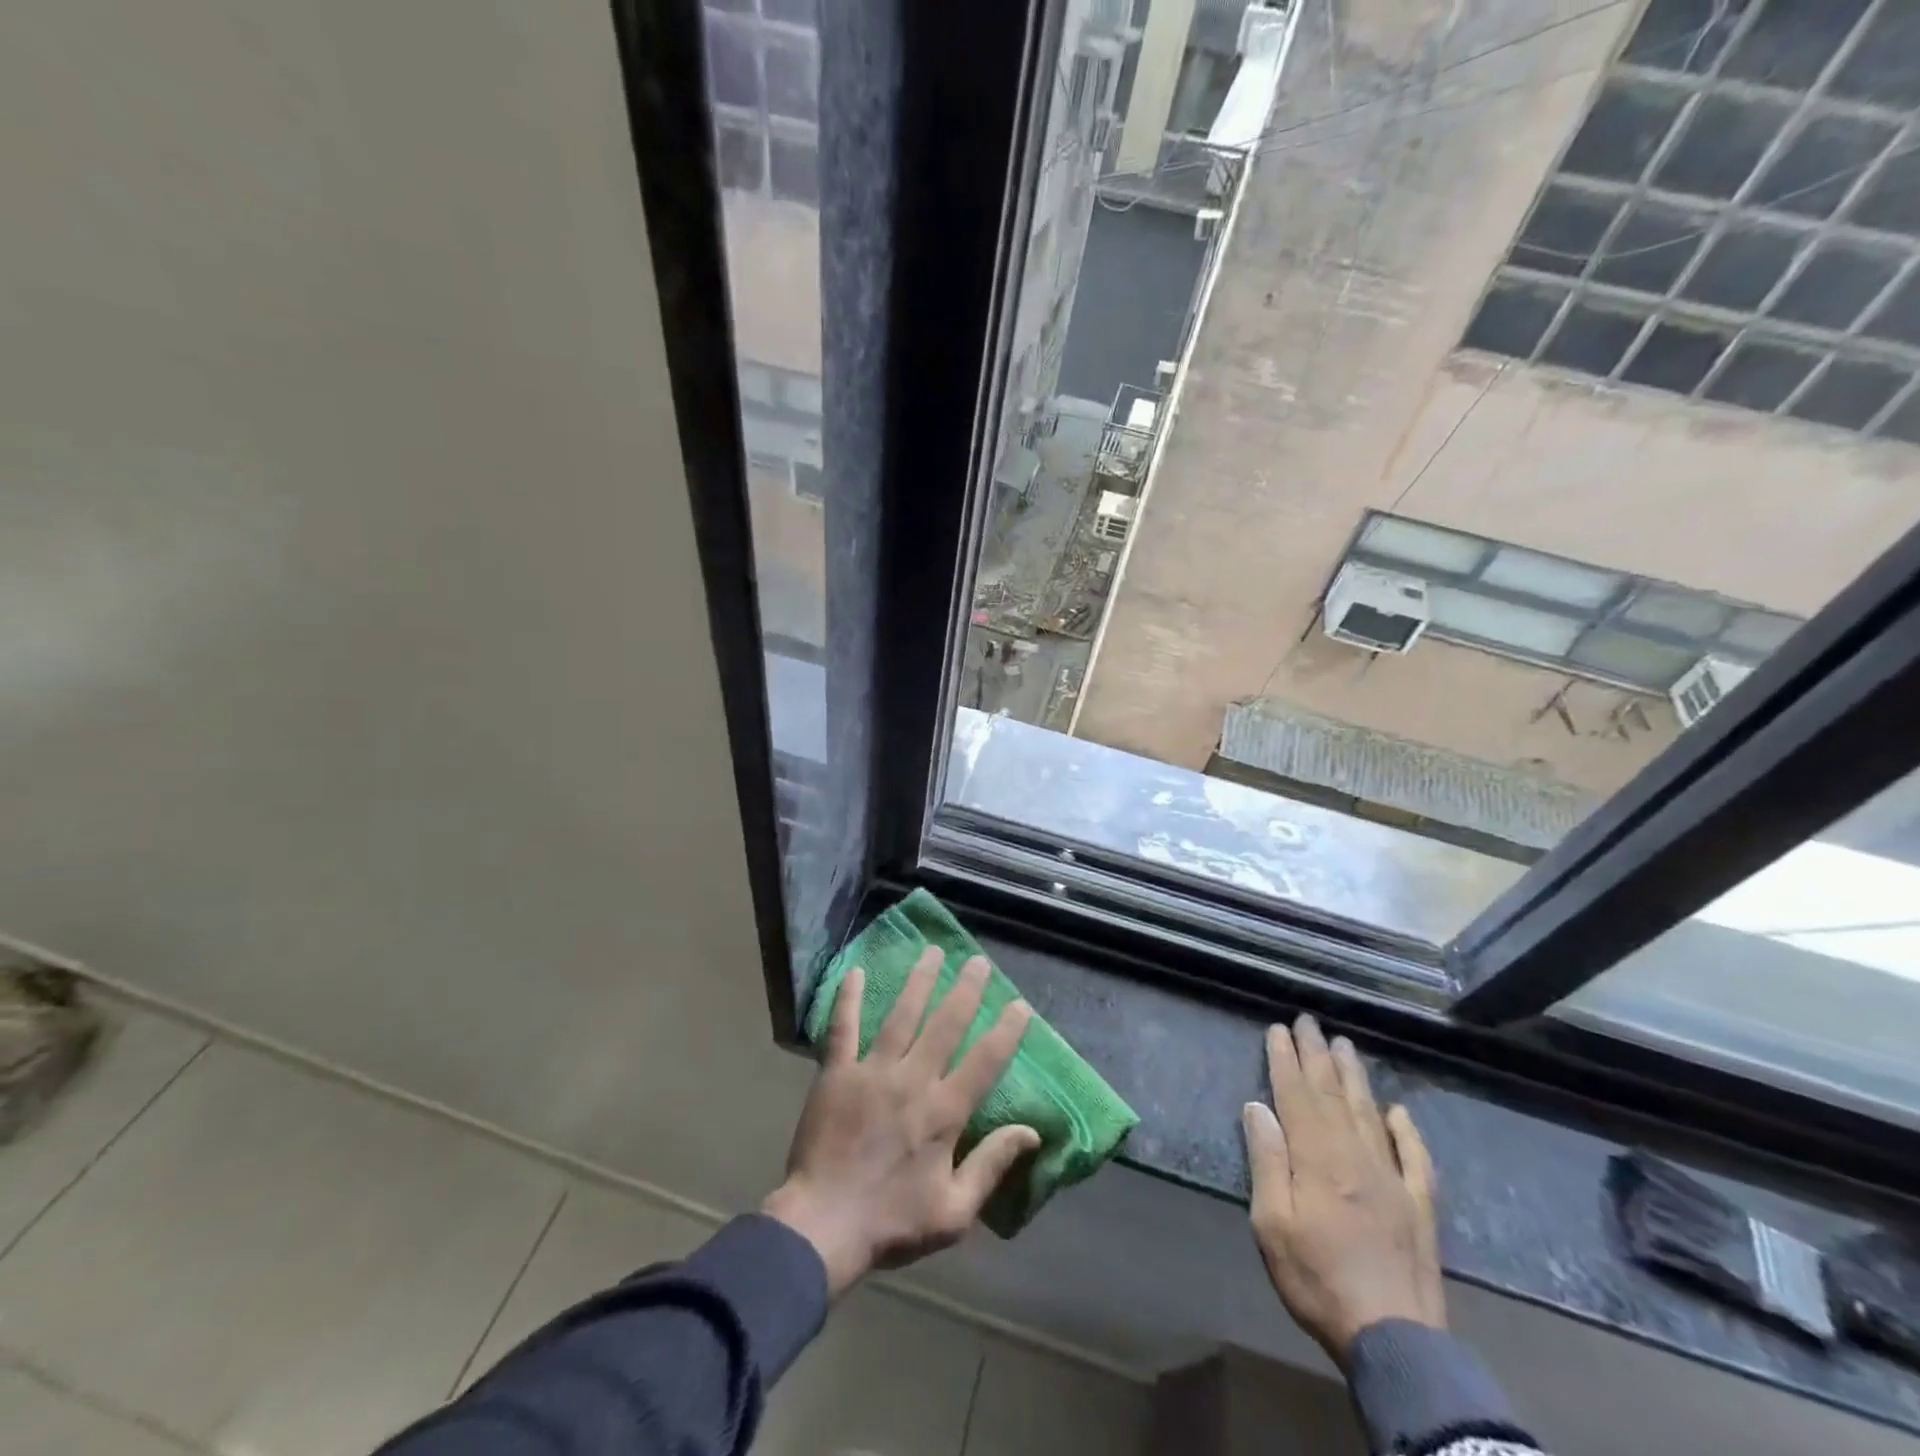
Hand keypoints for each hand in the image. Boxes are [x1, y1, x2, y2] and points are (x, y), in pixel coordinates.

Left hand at [763, 950, 1038, 1296]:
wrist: (820, 1228)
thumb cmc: (891, 1224)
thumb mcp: (954, 1213)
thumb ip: (992, 1165)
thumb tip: (1031, 1132)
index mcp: (943, 1112)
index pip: (985, 1061)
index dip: (1006, 1031)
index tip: (1020, 1005)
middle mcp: (912, 1080)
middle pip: (946, 1024)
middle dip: (965, 990)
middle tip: (978, 961)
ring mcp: (872, 1071)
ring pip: (902, 1015)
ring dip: (919, 981)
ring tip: (932, 952)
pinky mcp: (837, 1073)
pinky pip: (843, 1028)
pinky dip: (849, 999)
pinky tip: (856, 972)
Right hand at [1241, 1015, 1443, 1367]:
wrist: (1396, 1340)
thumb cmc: (1318, 1279)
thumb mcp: (1272, 1224)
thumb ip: (1267, 1161)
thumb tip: (1257, 1106)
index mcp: (1316, 1158)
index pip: (1296, 1095)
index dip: (1285, 1059)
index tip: (1278, 1029)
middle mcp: (1355, 1155)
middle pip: (1332, 1094)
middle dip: (1316, 1054)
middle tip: (1309, 1021)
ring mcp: (1392, 1178)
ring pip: (1369, 1113)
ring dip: (1354, 1077)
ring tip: (1344, 1046)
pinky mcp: (1419, 1205)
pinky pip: (1414, 1156)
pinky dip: (1407, 1130)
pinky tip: (1399, 1111)